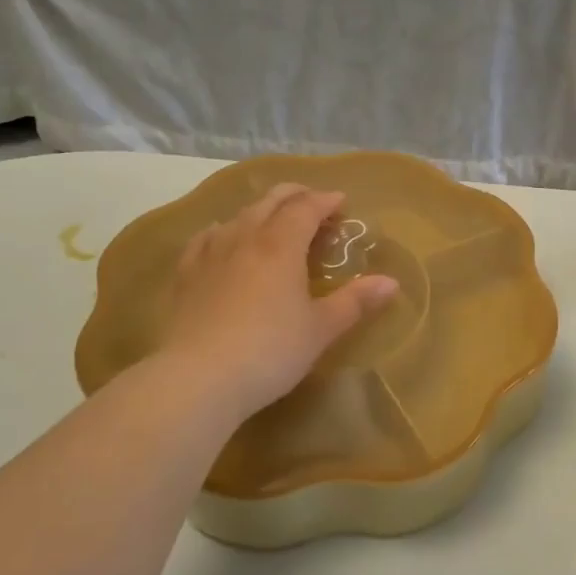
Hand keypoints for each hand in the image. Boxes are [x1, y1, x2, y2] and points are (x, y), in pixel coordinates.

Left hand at [159, 184, 397, 417]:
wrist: (197, 378)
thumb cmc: (270, 351)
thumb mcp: (321, 329)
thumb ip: (355, 301)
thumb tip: (391, 282)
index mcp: (281, 245)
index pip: (306, 208)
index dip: (326, 201)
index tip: (342, 203)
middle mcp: (244, 237)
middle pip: (271, 201)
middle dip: (296, 196)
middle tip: (314, 204)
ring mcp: (210, 253)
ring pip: (239, 216)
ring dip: (262, 211)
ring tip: (275, 224)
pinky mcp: (184, 275)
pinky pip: (206, 238)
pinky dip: (225, 230)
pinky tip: (223, 240)